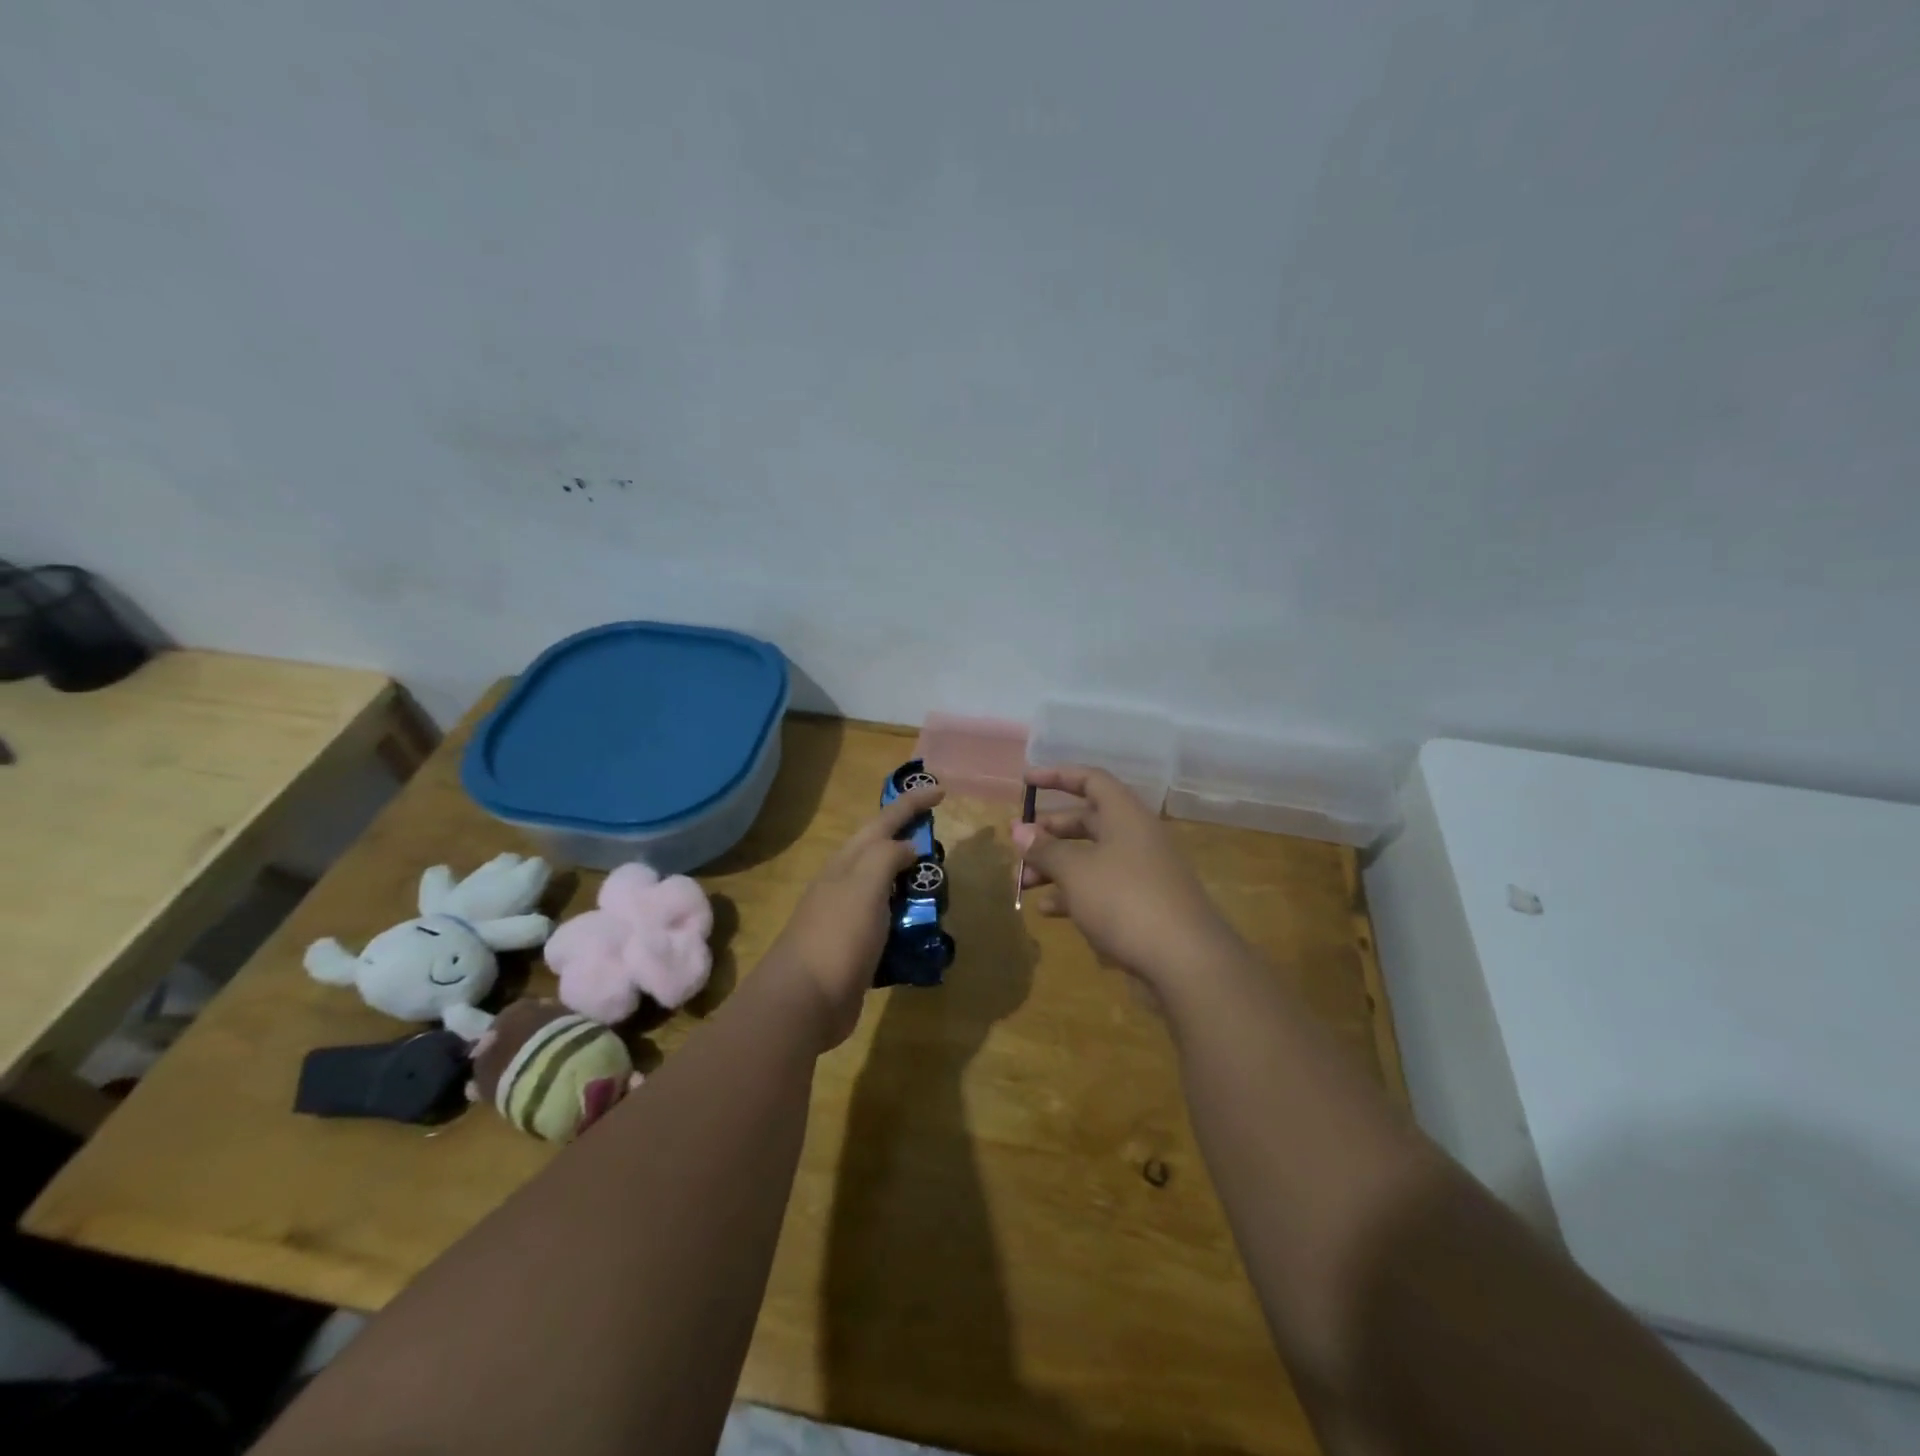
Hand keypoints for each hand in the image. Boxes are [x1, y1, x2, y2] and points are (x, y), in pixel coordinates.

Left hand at [764, 781, 944, 1049]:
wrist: (803, 1000)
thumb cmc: (837, 935)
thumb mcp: (864, 885)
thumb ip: (886, 857)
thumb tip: (907, 848)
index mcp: (848, 863)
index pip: (883, 822)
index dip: (911, 804)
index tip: (940, 792)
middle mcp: (847, 885)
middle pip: (882, 853)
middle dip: (911, 840)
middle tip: (942, 842)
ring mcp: (850, 919)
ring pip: (888, 890)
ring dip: (913, 885)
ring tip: (942, 888)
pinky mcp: (858, 951)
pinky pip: (890, 926)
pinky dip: (909, 922)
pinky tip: (927, 932)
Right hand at [1013, 766, 1240, 997]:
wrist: (1185, 960)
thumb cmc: (1125, 900)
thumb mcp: (1075, 871)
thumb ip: (1044, 849)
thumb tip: (1018, 830)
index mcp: (1125, 815)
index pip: (1090, 780)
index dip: (1057, 776)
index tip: (1025, 782)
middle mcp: (1135, 836)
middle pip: (1086, 821)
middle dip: (1048, 833)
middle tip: (1018, 847)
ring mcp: (1141, 871)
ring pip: (1090, 857)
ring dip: (1055, 866)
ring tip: (1024, 884)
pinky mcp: (1142, 904)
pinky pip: (1101, 888)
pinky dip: (1073, 894)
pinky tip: (1048, 911)